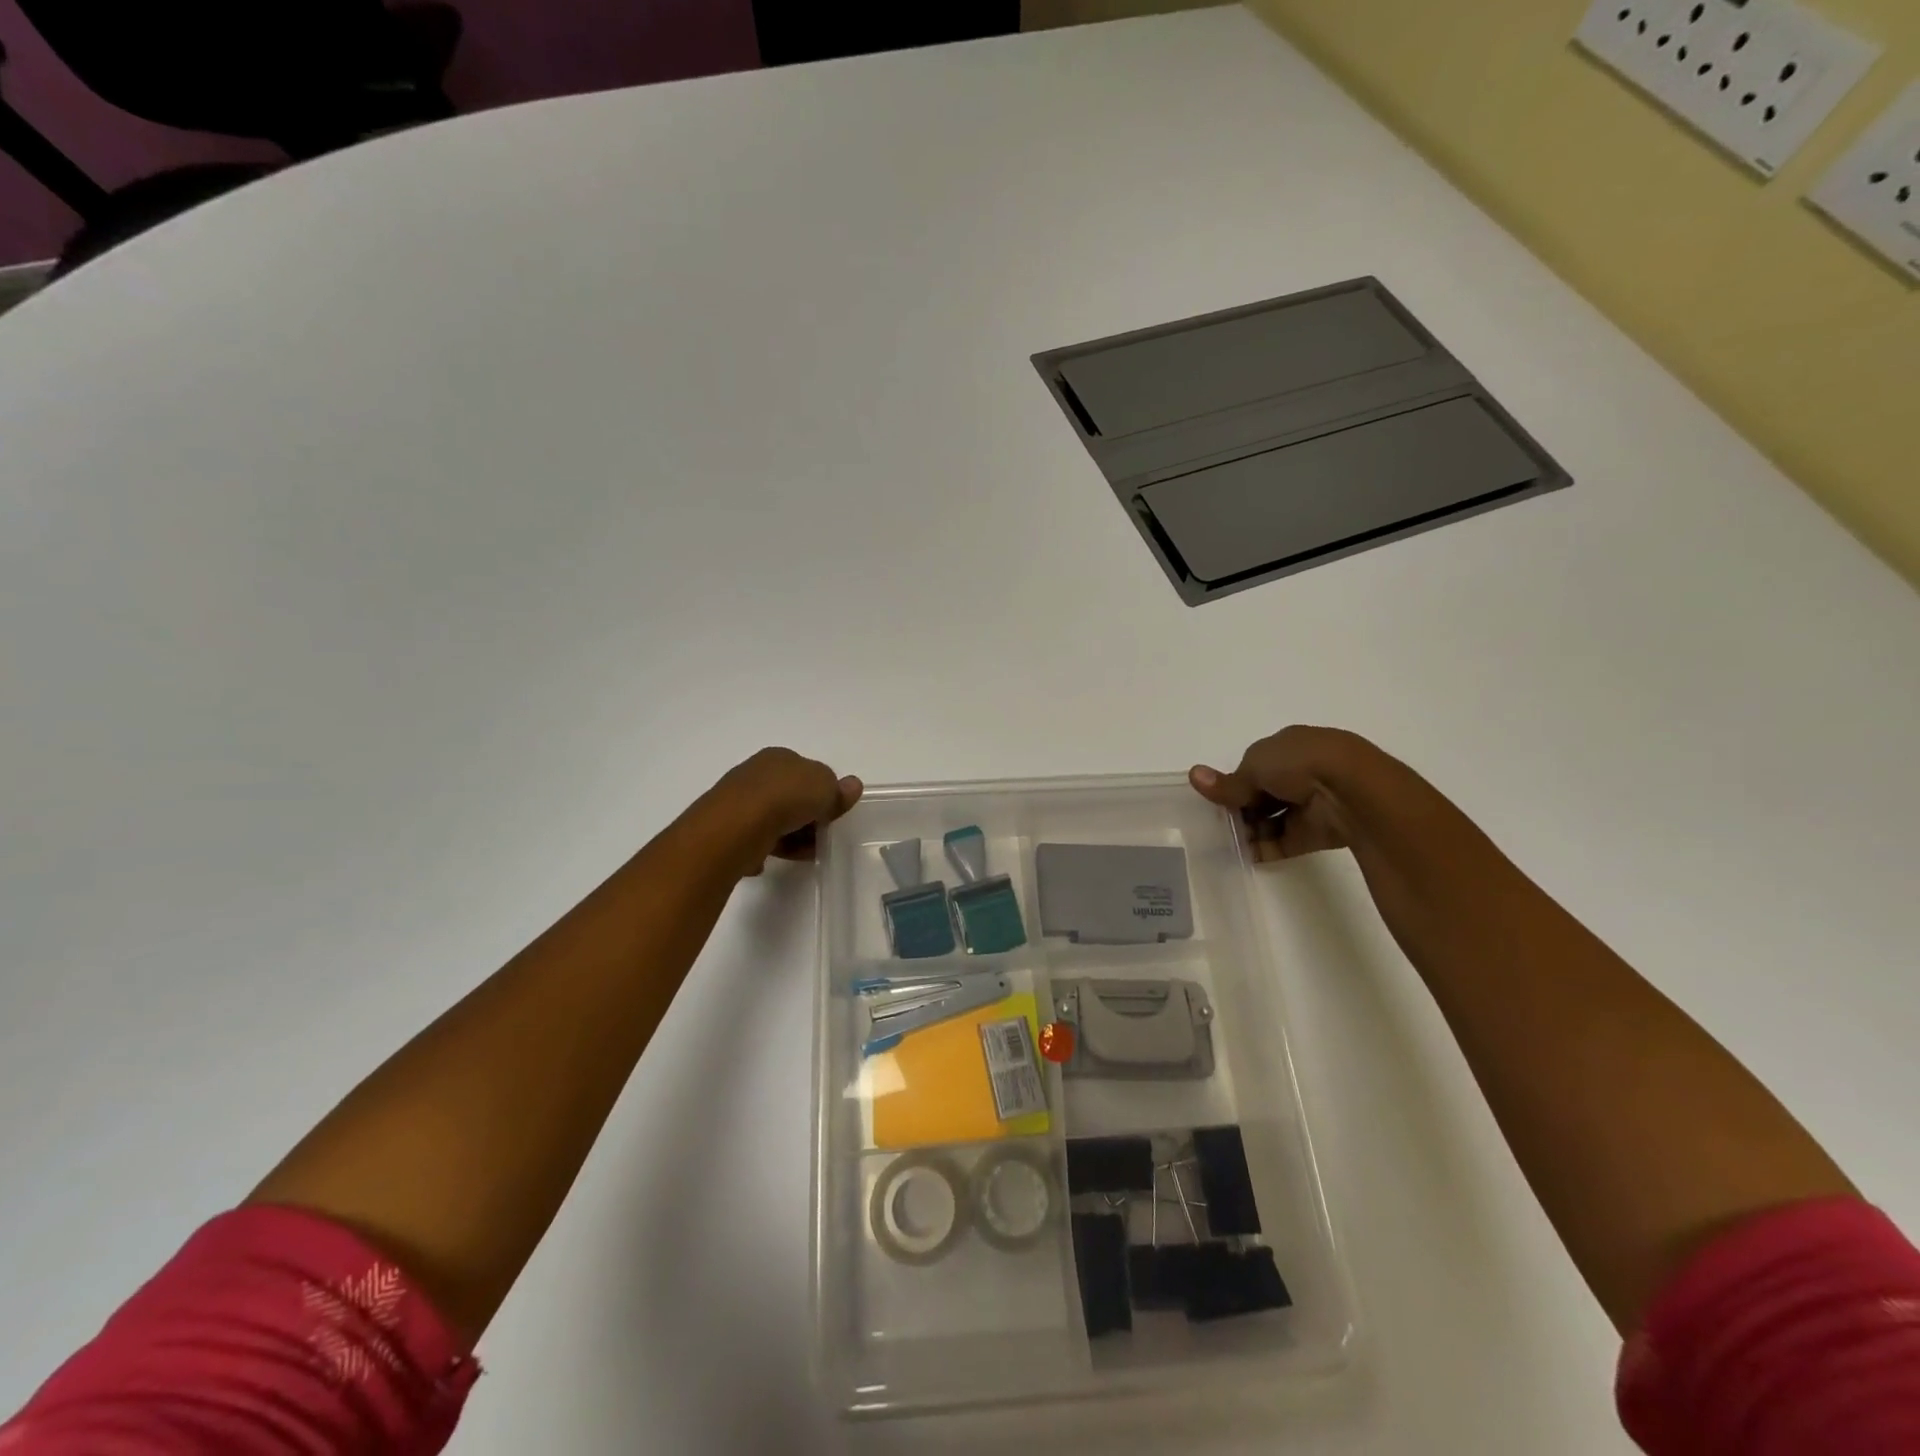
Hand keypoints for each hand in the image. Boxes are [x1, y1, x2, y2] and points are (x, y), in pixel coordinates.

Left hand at [696, 747, 863, 876]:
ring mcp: (739, 800)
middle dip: (808, 818)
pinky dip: (765, 848)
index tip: (832, 815)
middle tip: (820, 837)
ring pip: (775, 820)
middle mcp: (756, 773)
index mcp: (779, 757)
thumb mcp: (825, 787)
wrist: (737, 827)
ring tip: (801, 853)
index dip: (824, 794)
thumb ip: (838, 789)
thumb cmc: (786, 797)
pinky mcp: (727, 827)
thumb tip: (852, 786)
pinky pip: (755, 839)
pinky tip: (769, 859)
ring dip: (791, 837)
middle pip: (792, 797)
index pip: (808, 773)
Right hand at [1189, 726, 1375, 861]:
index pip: (1256, 765)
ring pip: (1272, 818)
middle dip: (1241, 807)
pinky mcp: (1317, 832)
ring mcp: (1311, 803)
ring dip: (1250, 829)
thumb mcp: (1255, 766)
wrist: (1352, 790)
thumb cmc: (1300, 763)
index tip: (1218, 797)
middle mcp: (1302, 773)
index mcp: (1290, 746)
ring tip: (1226, 841)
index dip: (1236, 781)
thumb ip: (1227, 781)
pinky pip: (1284, 841)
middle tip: (1218, 821)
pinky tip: (1241, 854)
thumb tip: (1194, 775)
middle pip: (1263, 793)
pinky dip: (1263, 848)